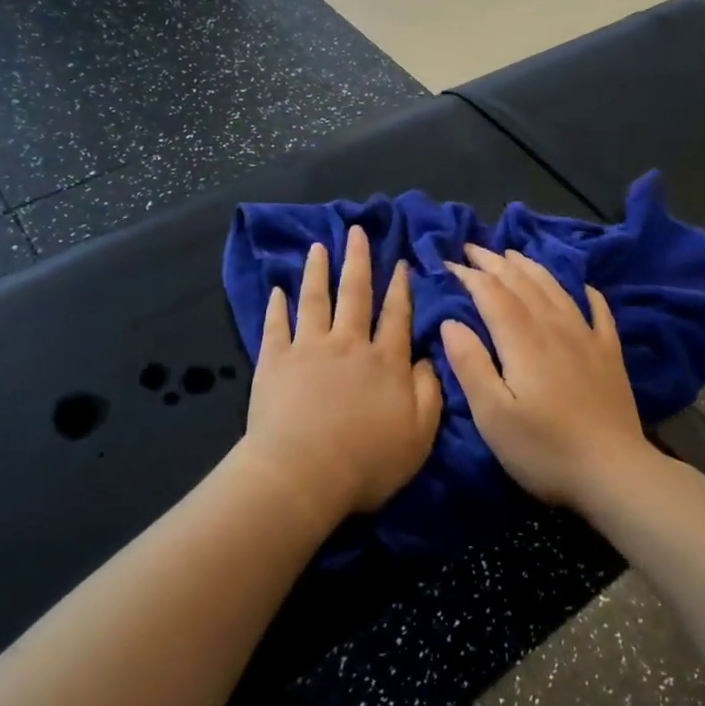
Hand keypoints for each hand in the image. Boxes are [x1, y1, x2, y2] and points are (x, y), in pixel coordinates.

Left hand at [239, 226, 442, 524]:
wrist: (303, 473)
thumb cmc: (367, 462)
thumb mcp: (419, 435)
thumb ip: (430, 392)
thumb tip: (429, 358)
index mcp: (385, 361)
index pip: (397, 315)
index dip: (400, 288)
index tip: (399, 262)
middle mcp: (349, 344)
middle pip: (356, 294)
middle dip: (358, 260)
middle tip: (356, 231)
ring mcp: (309, 348)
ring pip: (316, 299)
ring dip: (318, 271)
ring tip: (319, 246)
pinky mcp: (275, 360)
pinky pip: (276, 325)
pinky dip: (277, 306)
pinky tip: (277, 289)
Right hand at [441, 245, 655, 508]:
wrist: (616, 474)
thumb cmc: (544, 449)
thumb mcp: (493, 415)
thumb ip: (470, 364)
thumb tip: (451, 321)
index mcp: (523, 340)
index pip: (492, 293)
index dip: (469, 275)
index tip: (447, 264)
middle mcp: (555, 328)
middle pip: (522, 283)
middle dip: (494, 262)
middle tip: (472, 248)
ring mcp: (587, 338)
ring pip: (555, 289)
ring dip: (531, 267)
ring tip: (512, 254)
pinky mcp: (610, 355)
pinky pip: (598, 311)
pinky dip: (586, 292)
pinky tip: (582, 286)